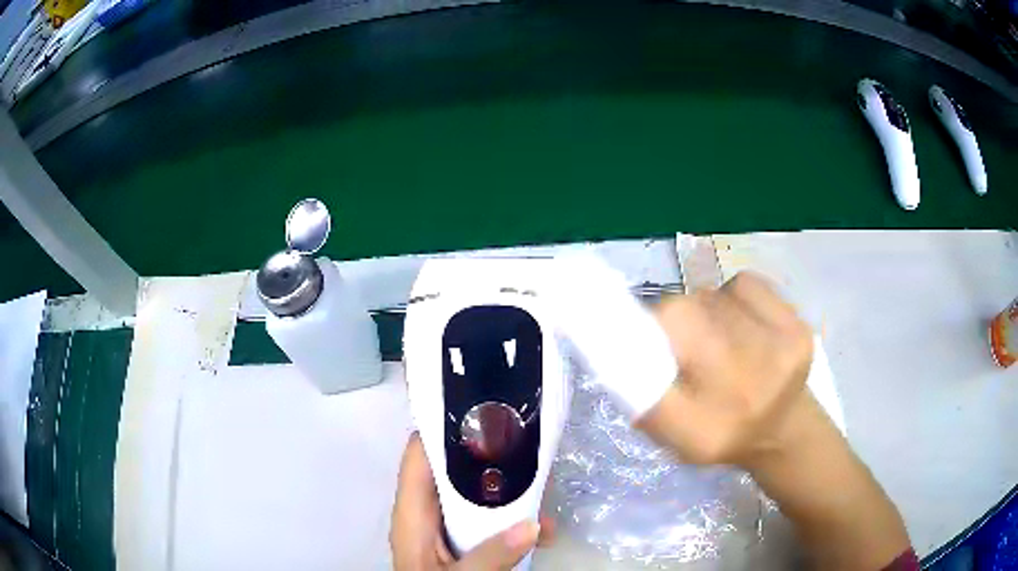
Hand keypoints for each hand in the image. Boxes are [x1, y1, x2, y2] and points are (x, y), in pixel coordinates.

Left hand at [390, 433, 554, 569]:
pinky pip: (487, 522)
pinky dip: (513, 522)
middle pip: (451, 471)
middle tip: (526, 440)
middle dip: (488, 458)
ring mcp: (445, 529)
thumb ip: (490, 556)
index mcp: (412, 515)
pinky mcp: (462, 544)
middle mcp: (426, 515)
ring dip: (509, 493)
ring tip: (546, 486)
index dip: (442, 429)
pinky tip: (543, 530)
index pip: (419, 457)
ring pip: (474, 496)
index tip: (482, 409)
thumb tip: (533, 525)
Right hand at [640, 272, 909, 568]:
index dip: (642, 333)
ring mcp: (782, 349)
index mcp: (709, 423)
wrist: (783, 428)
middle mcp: (749, 385)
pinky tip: (741, 322)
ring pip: (714, 298)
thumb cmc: (722, 434)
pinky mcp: (798, 325)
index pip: (660, 364)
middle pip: (686, 313)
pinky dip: (733, 296)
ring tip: (715, 338)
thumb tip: (620, 348)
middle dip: (672, 321)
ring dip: (703, 311)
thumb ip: (646, 400)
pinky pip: (746, 286)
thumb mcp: (675, 438)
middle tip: (678, 342)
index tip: (636, 336)